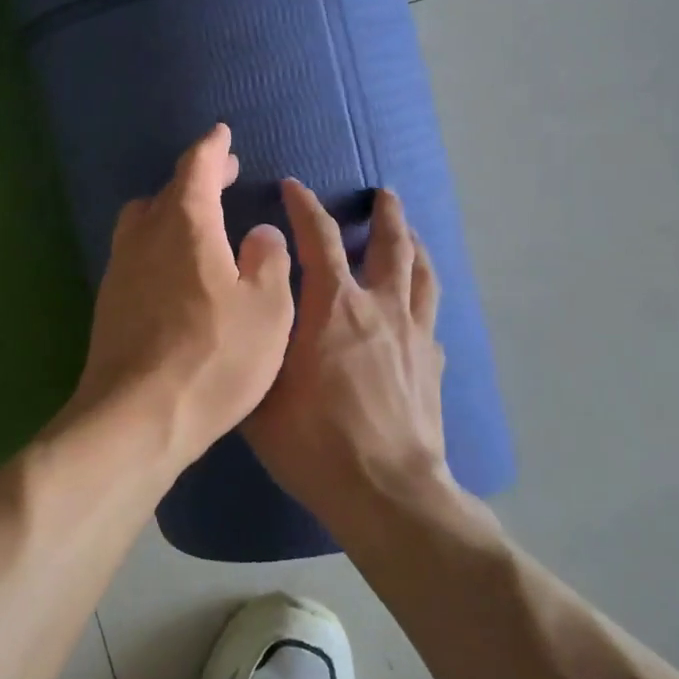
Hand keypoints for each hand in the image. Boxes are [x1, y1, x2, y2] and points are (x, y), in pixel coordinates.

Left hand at [67, 124, 293, 463]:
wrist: (137, 417)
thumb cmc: (214, 358)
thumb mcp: (266, 309)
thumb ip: (268, 261)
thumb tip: (259, 234)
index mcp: (184, 224)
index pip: (196, 167)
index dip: (212, 148)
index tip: (222, 134)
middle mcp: (144, 237)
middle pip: (166, 191)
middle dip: (196, 179)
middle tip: (222, 177)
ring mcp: (120, 270)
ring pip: (143, 222)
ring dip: (171, 212)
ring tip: (200, 225)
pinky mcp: (109, 303)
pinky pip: (135, 255)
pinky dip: (158, 247)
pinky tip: (177, 274)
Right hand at [246, 181, 459, 520]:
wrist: (387, 491)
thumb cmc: (314, 441)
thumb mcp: (260, 392)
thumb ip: (254, 345)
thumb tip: (245, 311)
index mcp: (333, 307)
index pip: (319, 238)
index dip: (304, 207)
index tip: (293, 187)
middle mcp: (379, 308)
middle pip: (391, 245)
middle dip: (385, 214)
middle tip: (382, 194)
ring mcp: (414, 336)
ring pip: (422, 274)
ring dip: (415, 245)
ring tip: (410, 232)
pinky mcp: (433, 365)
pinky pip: (430, 317)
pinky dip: (420, 300)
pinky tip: (415, 309)